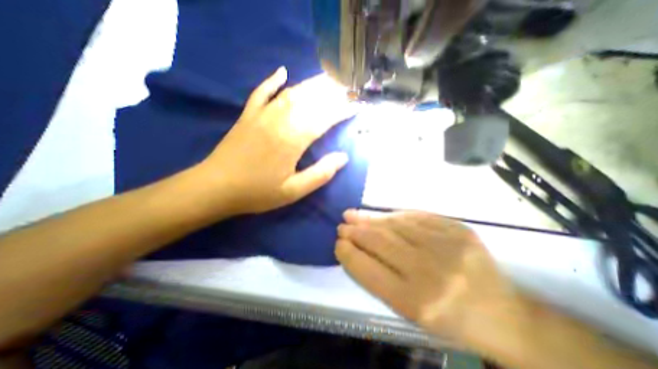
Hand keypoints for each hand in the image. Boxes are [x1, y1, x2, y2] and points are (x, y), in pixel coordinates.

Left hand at [197, 67, 357, 213]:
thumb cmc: (258, 192)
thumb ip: (321, 174)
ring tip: (327, 79)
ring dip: (310, 85)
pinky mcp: (247, 116)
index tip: (356, 106)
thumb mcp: (294, 191)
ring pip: (290, 93)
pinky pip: (261, 92)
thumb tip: (343, 158)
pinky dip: (272, 80)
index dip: (342, 111)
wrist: (216, 188)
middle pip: (309, 100)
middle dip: (331, 92)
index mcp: (293, 140)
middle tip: (347, 87)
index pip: (324, 119)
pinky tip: (282, 71)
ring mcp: (261, 115)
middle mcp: (280, 121)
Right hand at [336, 209, 515, 343]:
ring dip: (370, 219)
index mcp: (416, 302)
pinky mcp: (458, 229)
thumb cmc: (450, 320)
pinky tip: (382, 215)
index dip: (349, 254)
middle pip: (380, 242)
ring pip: (395, 225)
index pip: (368, 271)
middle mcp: (430, 272)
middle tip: (342, 225)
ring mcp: (447, 246)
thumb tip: (355, 251)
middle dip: (355, 232)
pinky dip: (393, 215)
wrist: (504, 315)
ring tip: (353, 214)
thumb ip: (380, 280)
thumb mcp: (410, 312)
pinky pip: (416, 216)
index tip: (338, 243)